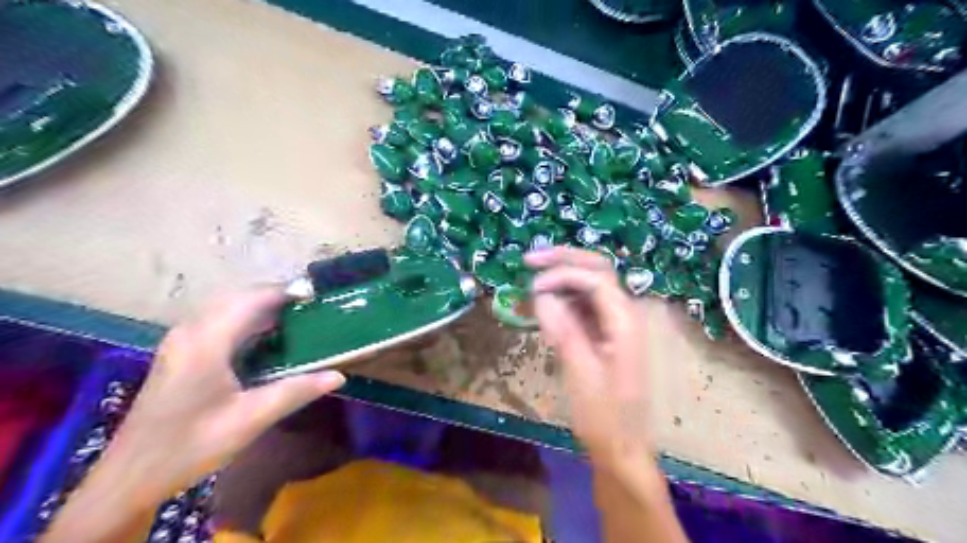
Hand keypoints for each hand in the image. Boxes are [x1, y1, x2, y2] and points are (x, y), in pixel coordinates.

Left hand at [108, 289, 344, 503]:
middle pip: (239, 297)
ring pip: (227, 307)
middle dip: (276, 296)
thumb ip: (296, 391)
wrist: (130, 477)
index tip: (318, 295)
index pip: (252, 299)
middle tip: (312, 308)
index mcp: (206, 341)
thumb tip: (339, 376)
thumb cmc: (190, 446)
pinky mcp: (180, 352)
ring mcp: (181, 340)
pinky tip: (266, 337)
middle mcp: (191, 331)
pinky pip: (219, 320)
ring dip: (261, 307)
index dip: (286, 292)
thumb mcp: (250, 419)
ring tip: (296, 318)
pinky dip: (246, 319)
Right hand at [529, 249, 657, 465]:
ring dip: (562, 277)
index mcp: (625, 321)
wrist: (621, 447)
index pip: (595, 278)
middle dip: (564, 259)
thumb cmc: (604, 416)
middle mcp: (624, 314)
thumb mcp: (580, 374)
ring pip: (590, 285)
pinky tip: (544, 305)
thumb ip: (563, 330)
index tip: (532, 287)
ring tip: (532, 280)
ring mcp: (616, 323)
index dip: (562, 274)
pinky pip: (584, 305)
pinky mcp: (605, 334)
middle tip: (529, 258)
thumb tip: (540, 294)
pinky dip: (563, 299)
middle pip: (597, 270)